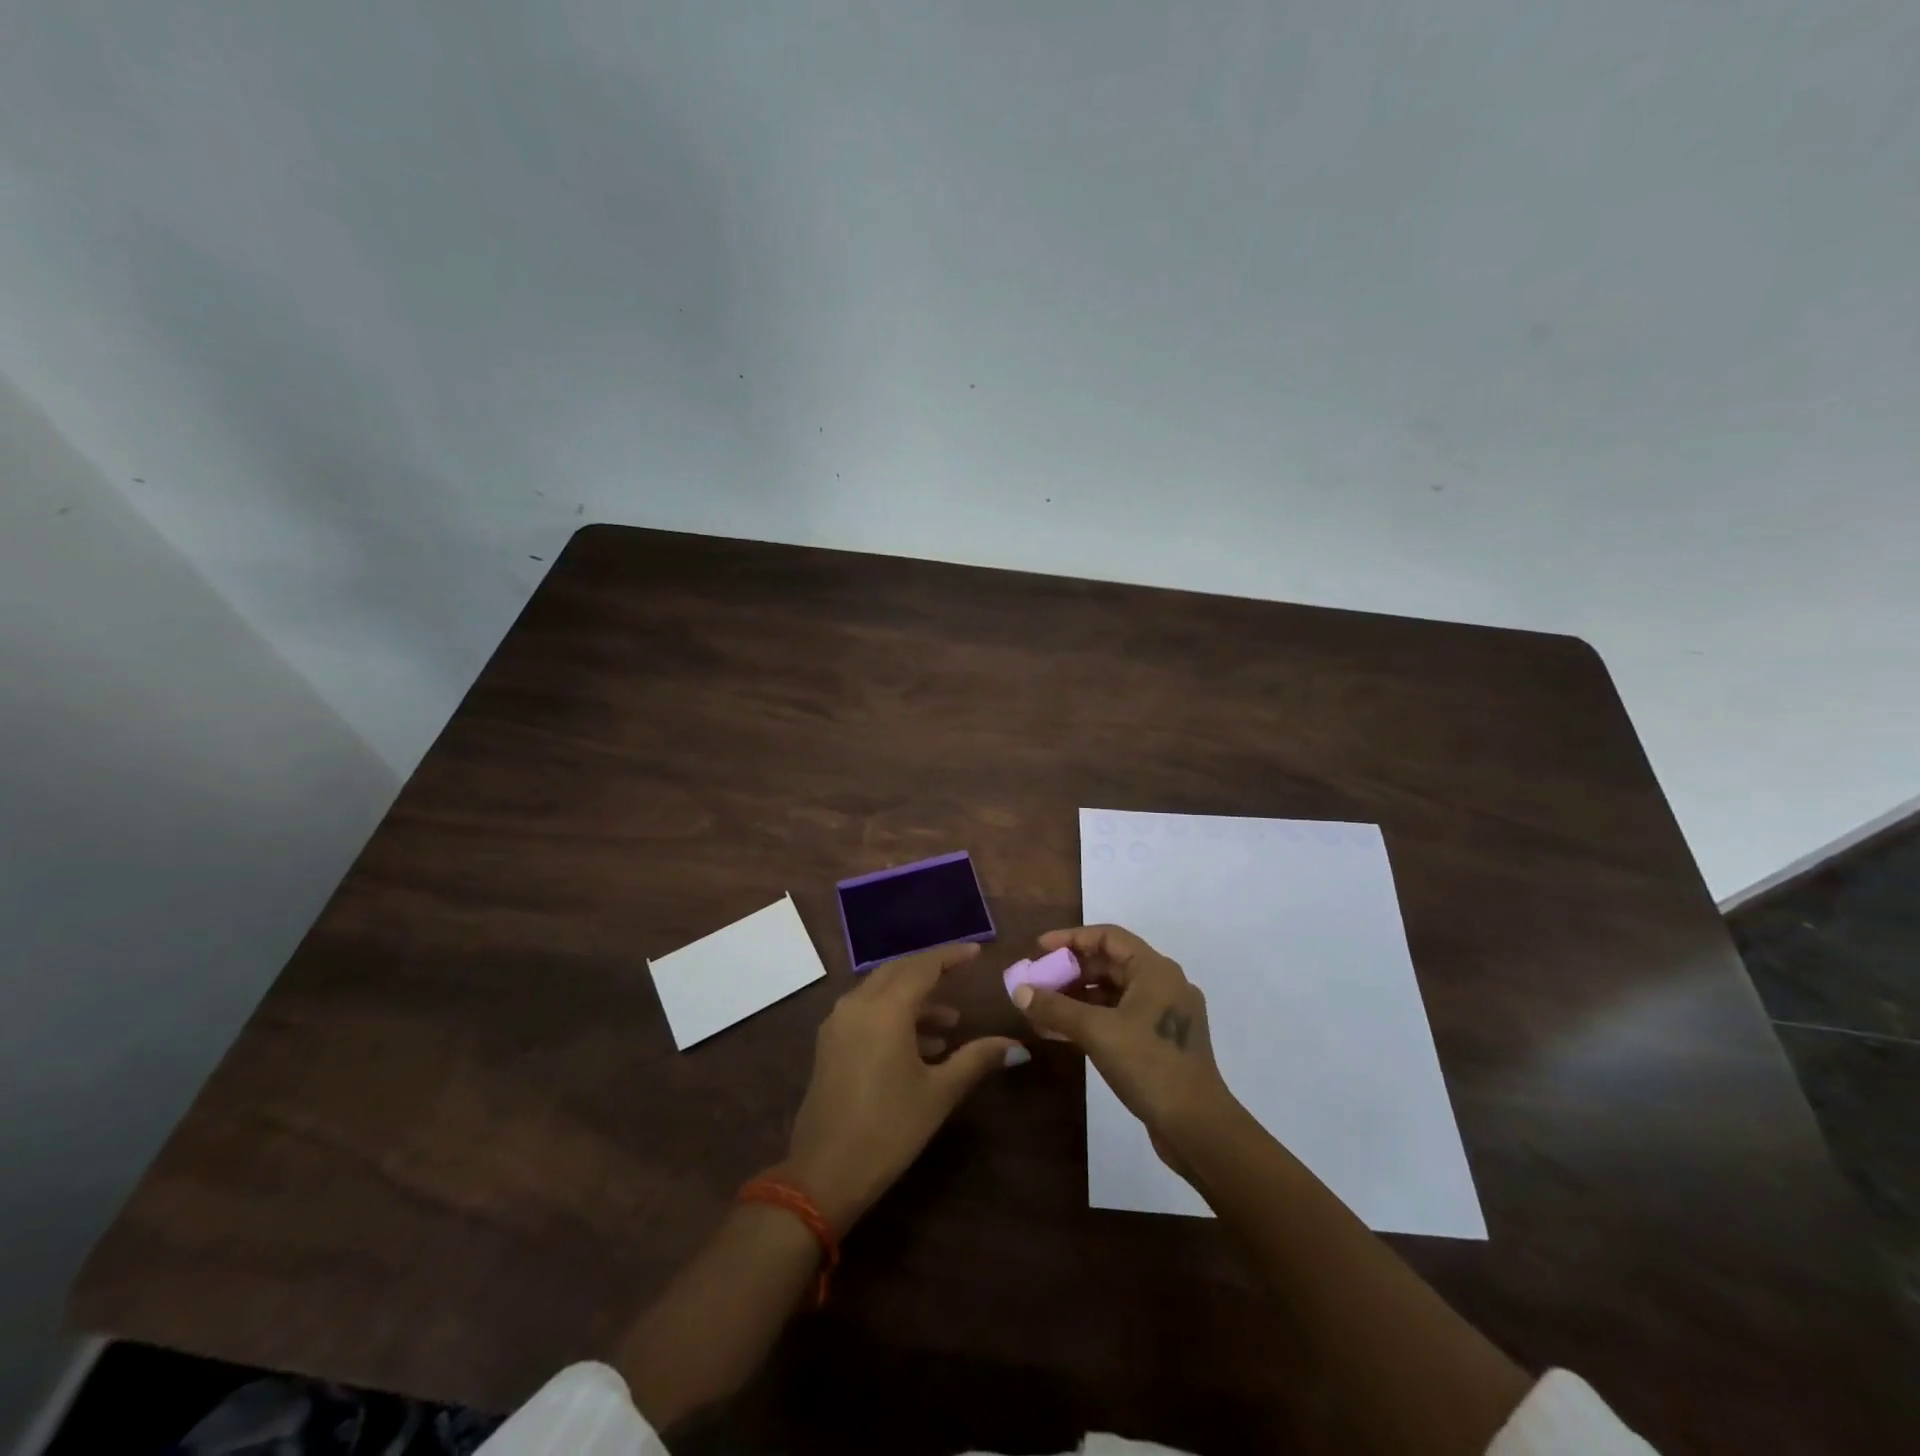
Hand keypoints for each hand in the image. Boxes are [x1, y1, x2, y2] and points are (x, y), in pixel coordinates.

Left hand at [780, 943, 1022, 1234]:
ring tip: (950, 1025)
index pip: (924, 966)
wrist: (822, 1174)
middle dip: (931, 972)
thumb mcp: (939, 1093)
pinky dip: (894, 1015)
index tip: (977, 952)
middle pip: (899, 971)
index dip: (951, 956)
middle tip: (963, 976)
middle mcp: (857, 1004)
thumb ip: (977, 1059)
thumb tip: (1017, 1046)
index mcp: (885, 1009)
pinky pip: (866, 1011)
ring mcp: (839, 1023)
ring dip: (914, 999)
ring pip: (881, 991)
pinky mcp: (830, 1043)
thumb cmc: (888, 1129)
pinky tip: (921, 1045)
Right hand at [1013, 925, 1235, 1157]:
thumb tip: (1019, 990)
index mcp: (1155, 970)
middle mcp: (1163, 985)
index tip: (1039, 949)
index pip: (1108, 937)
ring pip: (1114, 993)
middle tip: (1037, 982)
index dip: (1071, 939)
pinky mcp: (1161, 1042)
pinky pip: (1120, 1016)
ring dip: (1077, 998)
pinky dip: (1092, 1019)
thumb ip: (1055, 1008)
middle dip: (1070, 971)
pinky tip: (1064, 1032)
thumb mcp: (1097, 1032)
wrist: (1197, 1128)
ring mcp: (1165, 1015)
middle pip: (1110, 964)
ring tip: (1042, 1010)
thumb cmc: (1149, 1066)